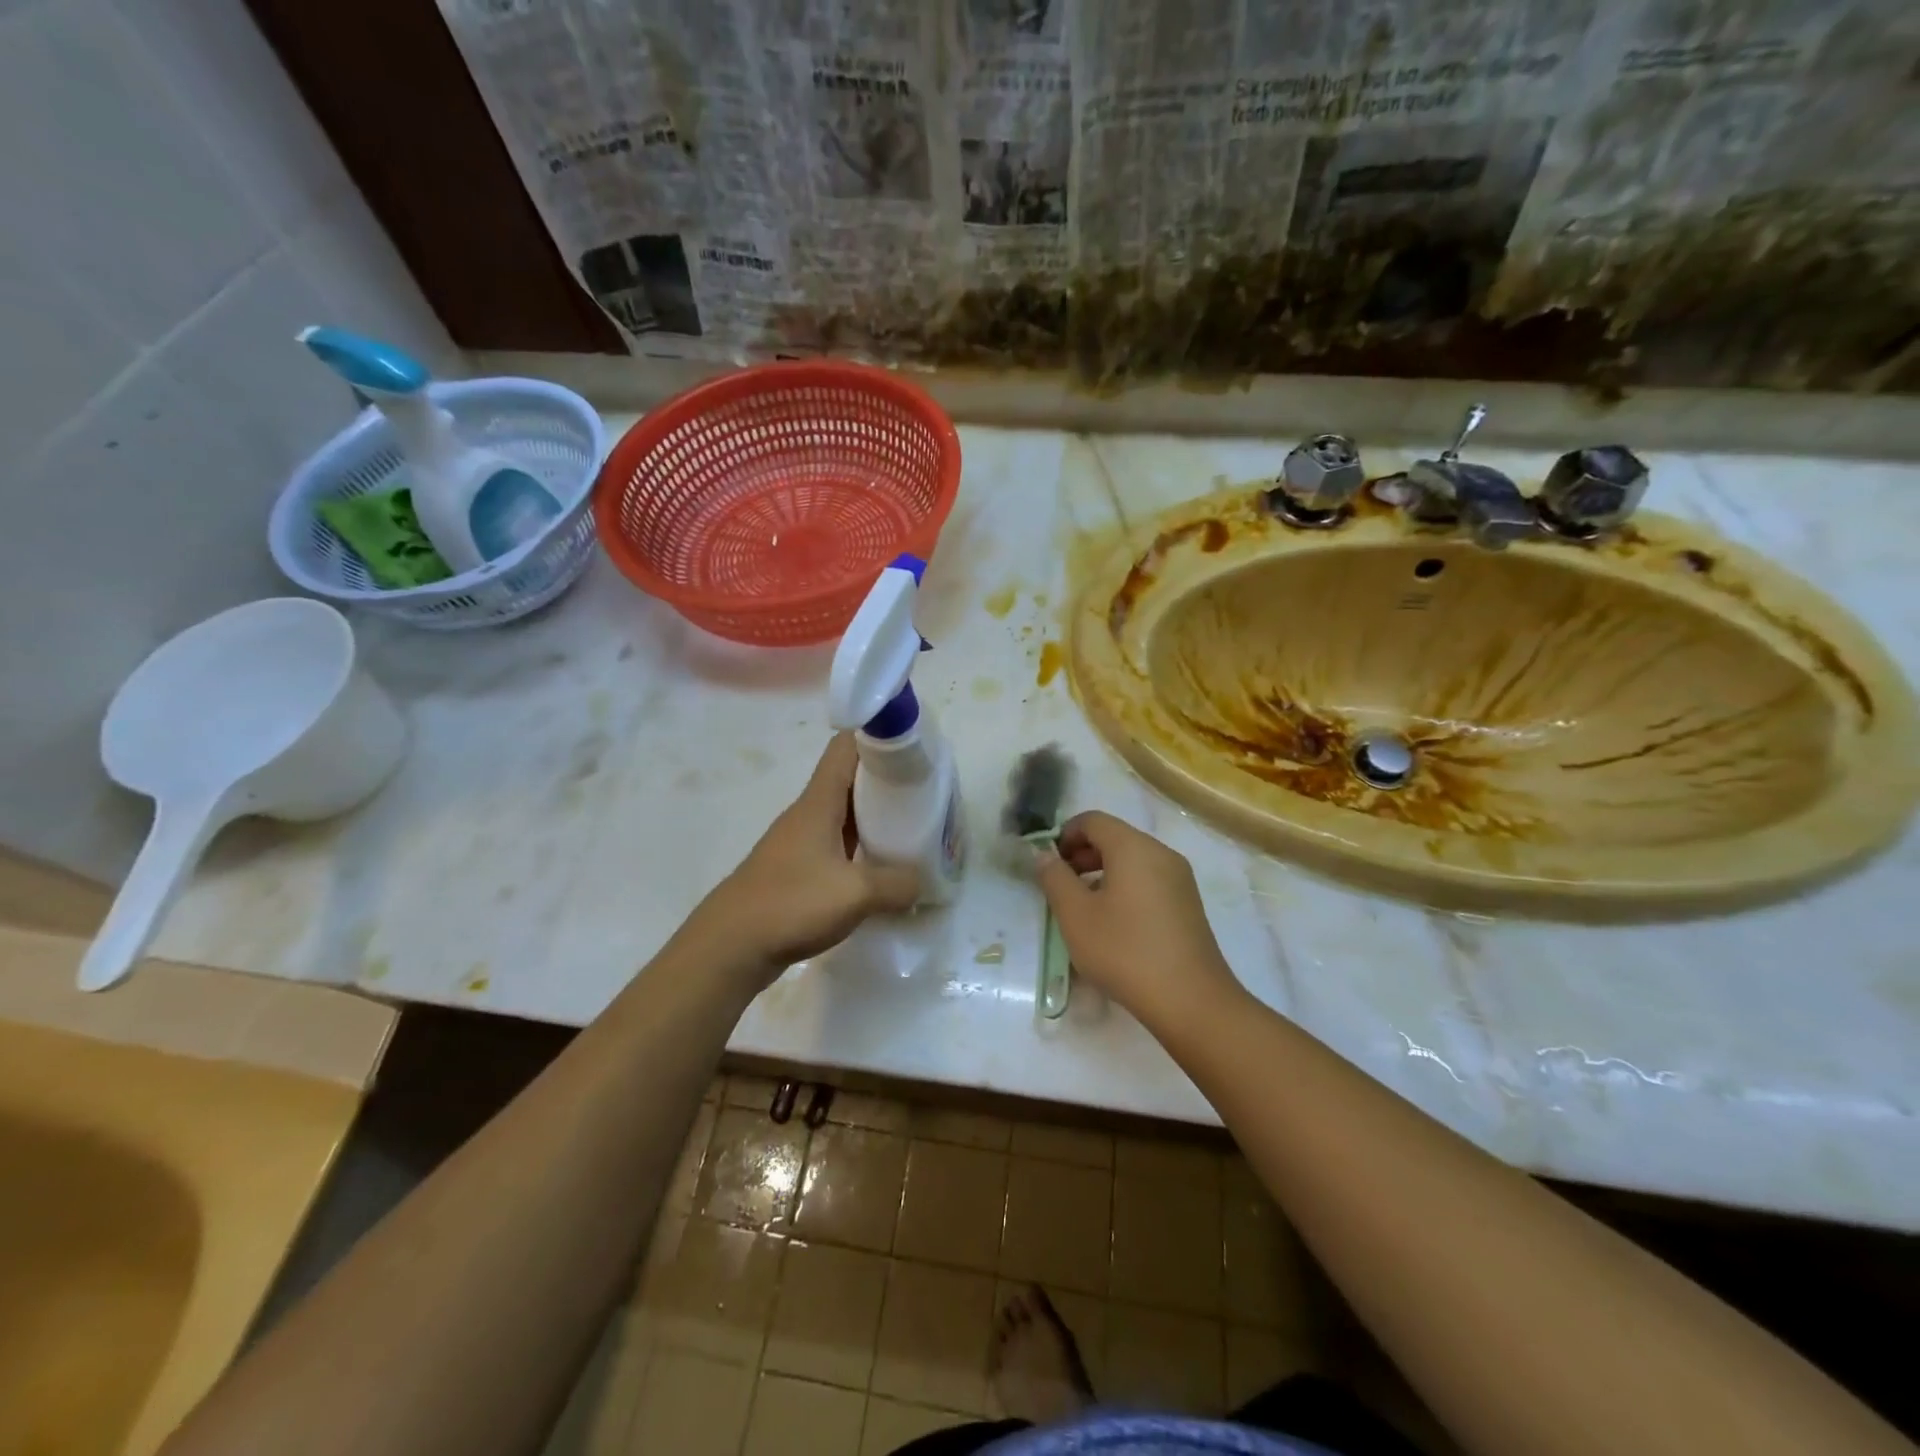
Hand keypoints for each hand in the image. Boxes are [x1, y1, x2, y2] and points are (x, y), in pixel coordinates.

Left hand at [694, 735, 919, 981]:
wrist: (729, 947)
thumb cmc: (790, 904)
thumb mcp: (855, 894)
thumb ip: (897, 884)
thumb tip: (922, 882)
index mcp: (819, 802)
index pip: (847, 746)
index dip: (879, 735)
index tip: (914, 747)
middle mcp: (809, 813)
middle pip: (851, 778)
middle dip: (887, 780)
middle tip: (925, 792)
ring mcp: (801, 841)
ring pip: (845, 812)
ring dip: (876, 815)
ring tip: (912, 827)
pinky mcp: (798, 869)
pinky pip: (838, 843)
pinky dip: (862, 845)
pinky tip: (881, 866)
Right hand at [1035, 811, 1240, 1028]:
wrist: (1190, 1000)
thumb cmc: (1125, 951)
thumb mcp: (1076, 915)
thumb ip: (1054, 878)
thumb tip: (1043, 855)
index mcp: (1133, 847)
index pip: (1093, 820)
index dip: (1064, 835)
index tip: (1049, 865)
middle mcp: (1160, 853)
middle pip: (1114, 837)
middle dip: (1082, 854)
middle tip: (1061, 886)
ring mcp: (1179, 878)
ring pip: (1132, 859)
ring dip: (1102, 872)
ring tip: (1084, 907)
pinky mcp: (1188, 902)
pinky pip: (1149, 879)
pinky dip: (1125, 886)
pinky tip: (1114, 923)